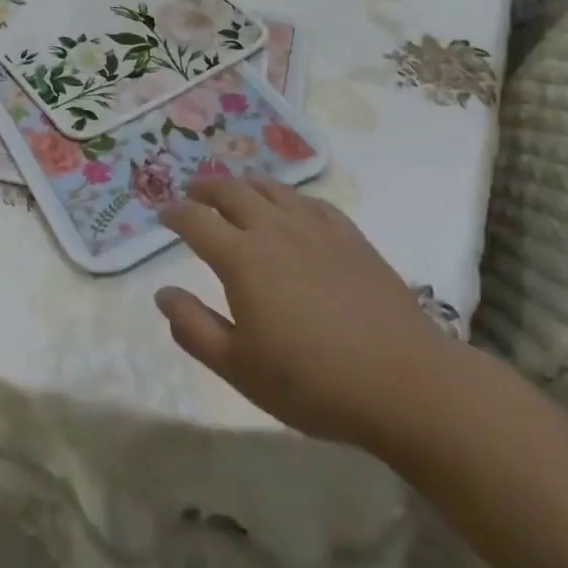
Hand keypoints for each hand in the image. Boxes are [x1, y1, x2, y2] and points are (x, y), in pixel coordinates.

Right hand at [155, 176, 459, 454]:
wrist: (405, 383)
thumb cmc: (314, 382)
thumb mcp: (240, 369)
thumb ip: (194, 328)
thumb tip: (162, 294)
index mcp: (241, 258)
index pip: (196, 221)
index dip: (175, 213)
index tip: (163, 214)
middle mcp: (273, 229)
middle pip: (231, 191)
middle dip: (205, 188)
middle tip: (193, 193)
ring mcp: (315, 227)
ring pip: (270, 188)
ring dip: (244, 184)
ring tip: (235, 191)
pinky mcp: (349, 235)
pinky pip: (310, 200)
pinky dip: (288, 197)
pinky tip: (290, 207)